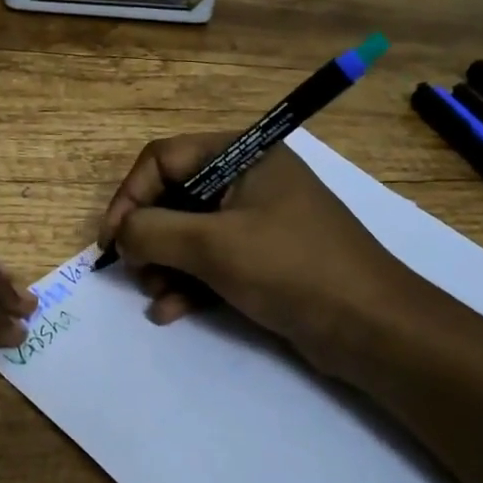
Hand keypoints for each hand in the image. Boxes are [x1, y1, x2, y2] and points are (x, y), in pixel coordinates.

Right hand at [97, 134, 448, 378]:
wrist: (372, 328)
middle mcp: (248, 179)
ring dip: (166, 264)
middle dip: (149, 237)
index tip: (111, 241)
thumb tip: (120, 233)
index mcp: (241, 155)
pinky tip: (171, 311)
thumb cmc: (290, 269)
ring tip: (156, 296)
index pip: (163, 159)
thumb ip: (153, 232)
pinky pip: (212, 260)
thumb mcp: (213, 246)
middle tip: (135, 272)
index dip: (130, 197)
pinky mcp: (264, 256)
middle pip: (175, 196)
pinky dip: (189, 282)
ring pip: (190, 231)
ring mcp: (257, 218)